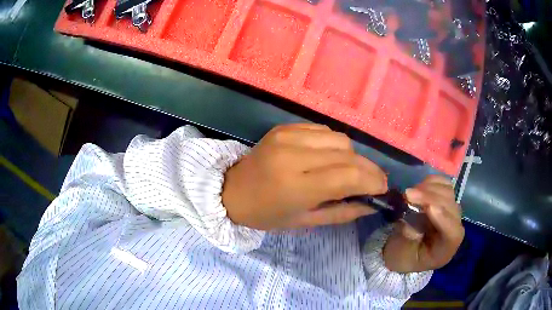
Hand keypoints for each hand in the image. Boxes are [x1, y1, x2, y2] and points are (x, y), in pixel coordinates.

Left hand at [222, 123, 387, 230]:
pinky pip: (323, 130)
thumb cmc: (265, 214)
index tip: (383, 189)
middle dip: (369, 169)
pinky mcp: (284, 127)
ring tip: (351, 171)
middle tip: (375, 182)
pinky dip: (334, 145)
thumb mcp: (304, 222)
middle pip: (347, 154)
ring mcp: (287, 136)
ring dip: (352, 156)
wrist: (231, 190)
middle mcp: (292, 155)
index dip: (372, 181)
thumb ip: (341, 212)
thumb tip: (371, 205)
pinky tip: (331, 157)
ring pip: (339, 139)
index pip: (347, 176)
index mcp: (295, 186)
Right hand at [383, 175, 463, 272]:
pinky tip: (419, 185)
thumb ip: (408, 240)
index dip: (443, 219)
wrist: (406, 250)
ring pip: (448, 193)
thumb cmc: (404, 256)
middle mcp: (454, 229)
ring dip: (429, 188)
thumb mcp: (401, 256)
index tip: (428, 207)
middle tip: (407, 194)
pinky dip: (432, 181)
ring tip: (410, 192)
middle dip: (430, 198)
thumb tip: (410, 224)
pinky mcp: (446, 199)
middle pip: (450, 208)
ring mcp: (452, 212)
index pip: (452, 234)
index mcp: (445, 249)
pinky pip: (444, 184)